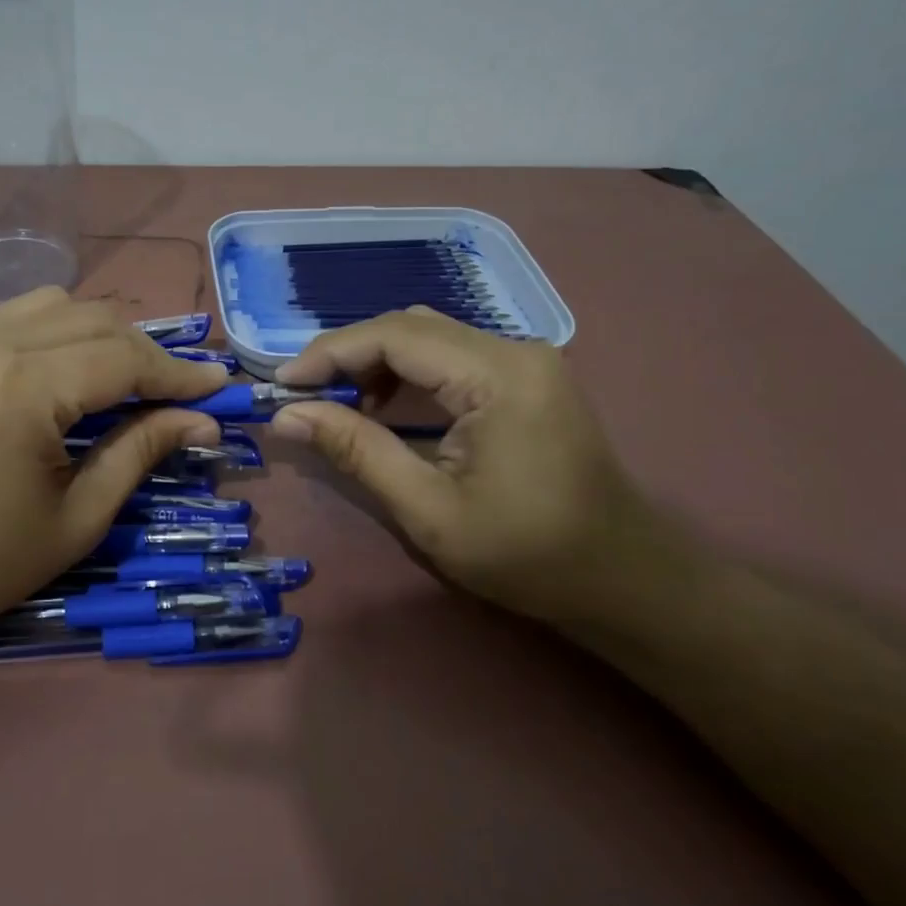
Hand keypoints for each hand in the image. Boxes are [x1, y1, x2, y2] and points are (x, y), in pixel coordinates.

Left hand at [0, 289, 229, 647]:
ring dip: (98, 333)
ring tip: (120, 378)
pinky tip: (61, 372)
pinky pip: (9, 318)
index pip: (122, 358)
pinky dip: (52, 332)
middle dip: (144, 352)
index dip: (177, 373)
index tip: (218, 385)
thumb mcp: (78, 517)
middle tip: (176, 391)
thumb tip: (203, 420)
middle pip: (93, 319)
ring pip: (52, 304)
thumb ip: (141, 452)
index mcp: (21, 393)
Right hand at [270, 307, 669, 619]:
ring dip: (376, 362)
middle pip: (411, 327)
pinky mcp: (526, 377)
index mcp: (498, 376)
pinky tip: (384, 406)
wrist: (622, 578)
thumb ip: (357, 451)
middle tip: (303, 396)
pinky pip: (451, 356)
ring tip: (337, 404)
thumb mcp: (428, 510)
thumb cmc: (527, 554)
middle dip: (348, 355)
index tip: (282, 385)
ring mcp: (525, 360)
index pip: (396, 335)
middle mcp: (515, 349)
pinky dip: (406, 373)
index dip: (330, 353)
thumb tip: (287, 416)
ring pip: (429, 337)